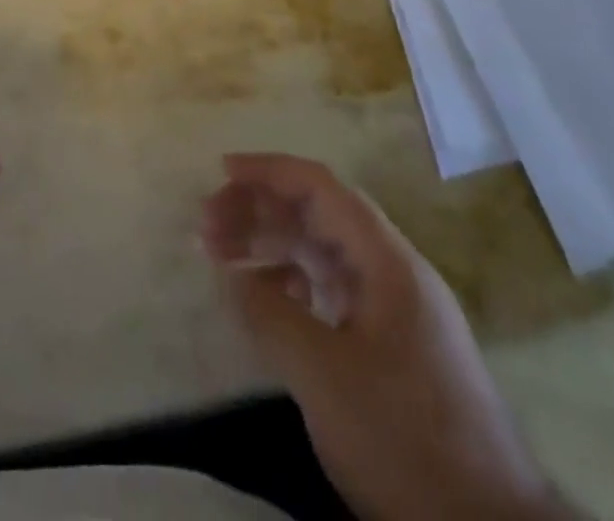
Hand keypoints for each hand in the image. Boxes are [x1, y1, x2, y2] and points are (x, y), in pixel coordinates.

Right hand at [203, 154, 565, 520]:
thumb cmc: (405, 441)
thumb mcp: (324, 377)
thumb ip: (270, 314)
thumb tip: (233, 276)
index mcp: (387, 261)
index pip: (321, 187)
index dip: (269, 171)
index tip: (222, 172)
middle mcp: (394, 271)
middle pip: (320, 214)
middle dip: (261, 210)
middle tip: (208, 226)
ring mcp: (397, 309)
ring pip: (324, 252)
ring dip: (273, 245)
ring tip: (221, 255)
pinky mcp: (394, 345)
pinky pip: (334, 289)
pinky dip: (294, 283)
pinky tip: (267, 300)